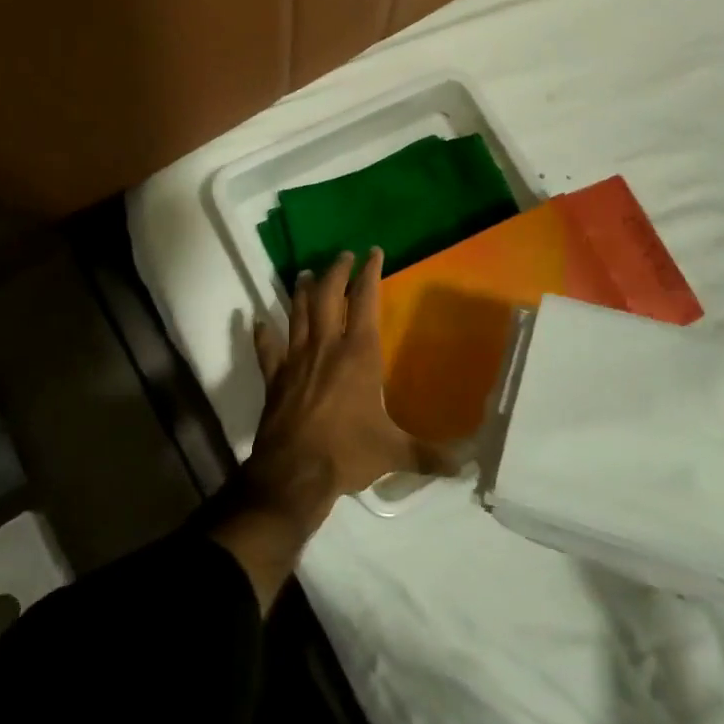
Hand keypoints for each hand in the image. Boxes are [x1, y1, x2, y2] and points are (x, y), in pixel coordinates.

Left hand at [246, 249, 444, 510]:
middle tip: (341, 256)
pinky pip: (267, 348)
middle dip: (335, 272)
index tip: (373, 252)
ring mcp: (296, 359)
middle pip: (327, 296)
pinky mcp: (274, 377)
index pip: (365, 302)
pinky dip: (263, 333)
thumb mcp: (394, 452)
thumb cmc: (347, 453)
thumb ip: (429, 454)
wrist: (294, 472)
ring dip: (301, 291)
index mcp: (358, 355)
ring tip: (304, 274)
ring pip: (297, 313)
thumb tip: (465, 464)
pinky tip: (258, 321)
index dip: (369, 274)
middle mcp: (325, 347)